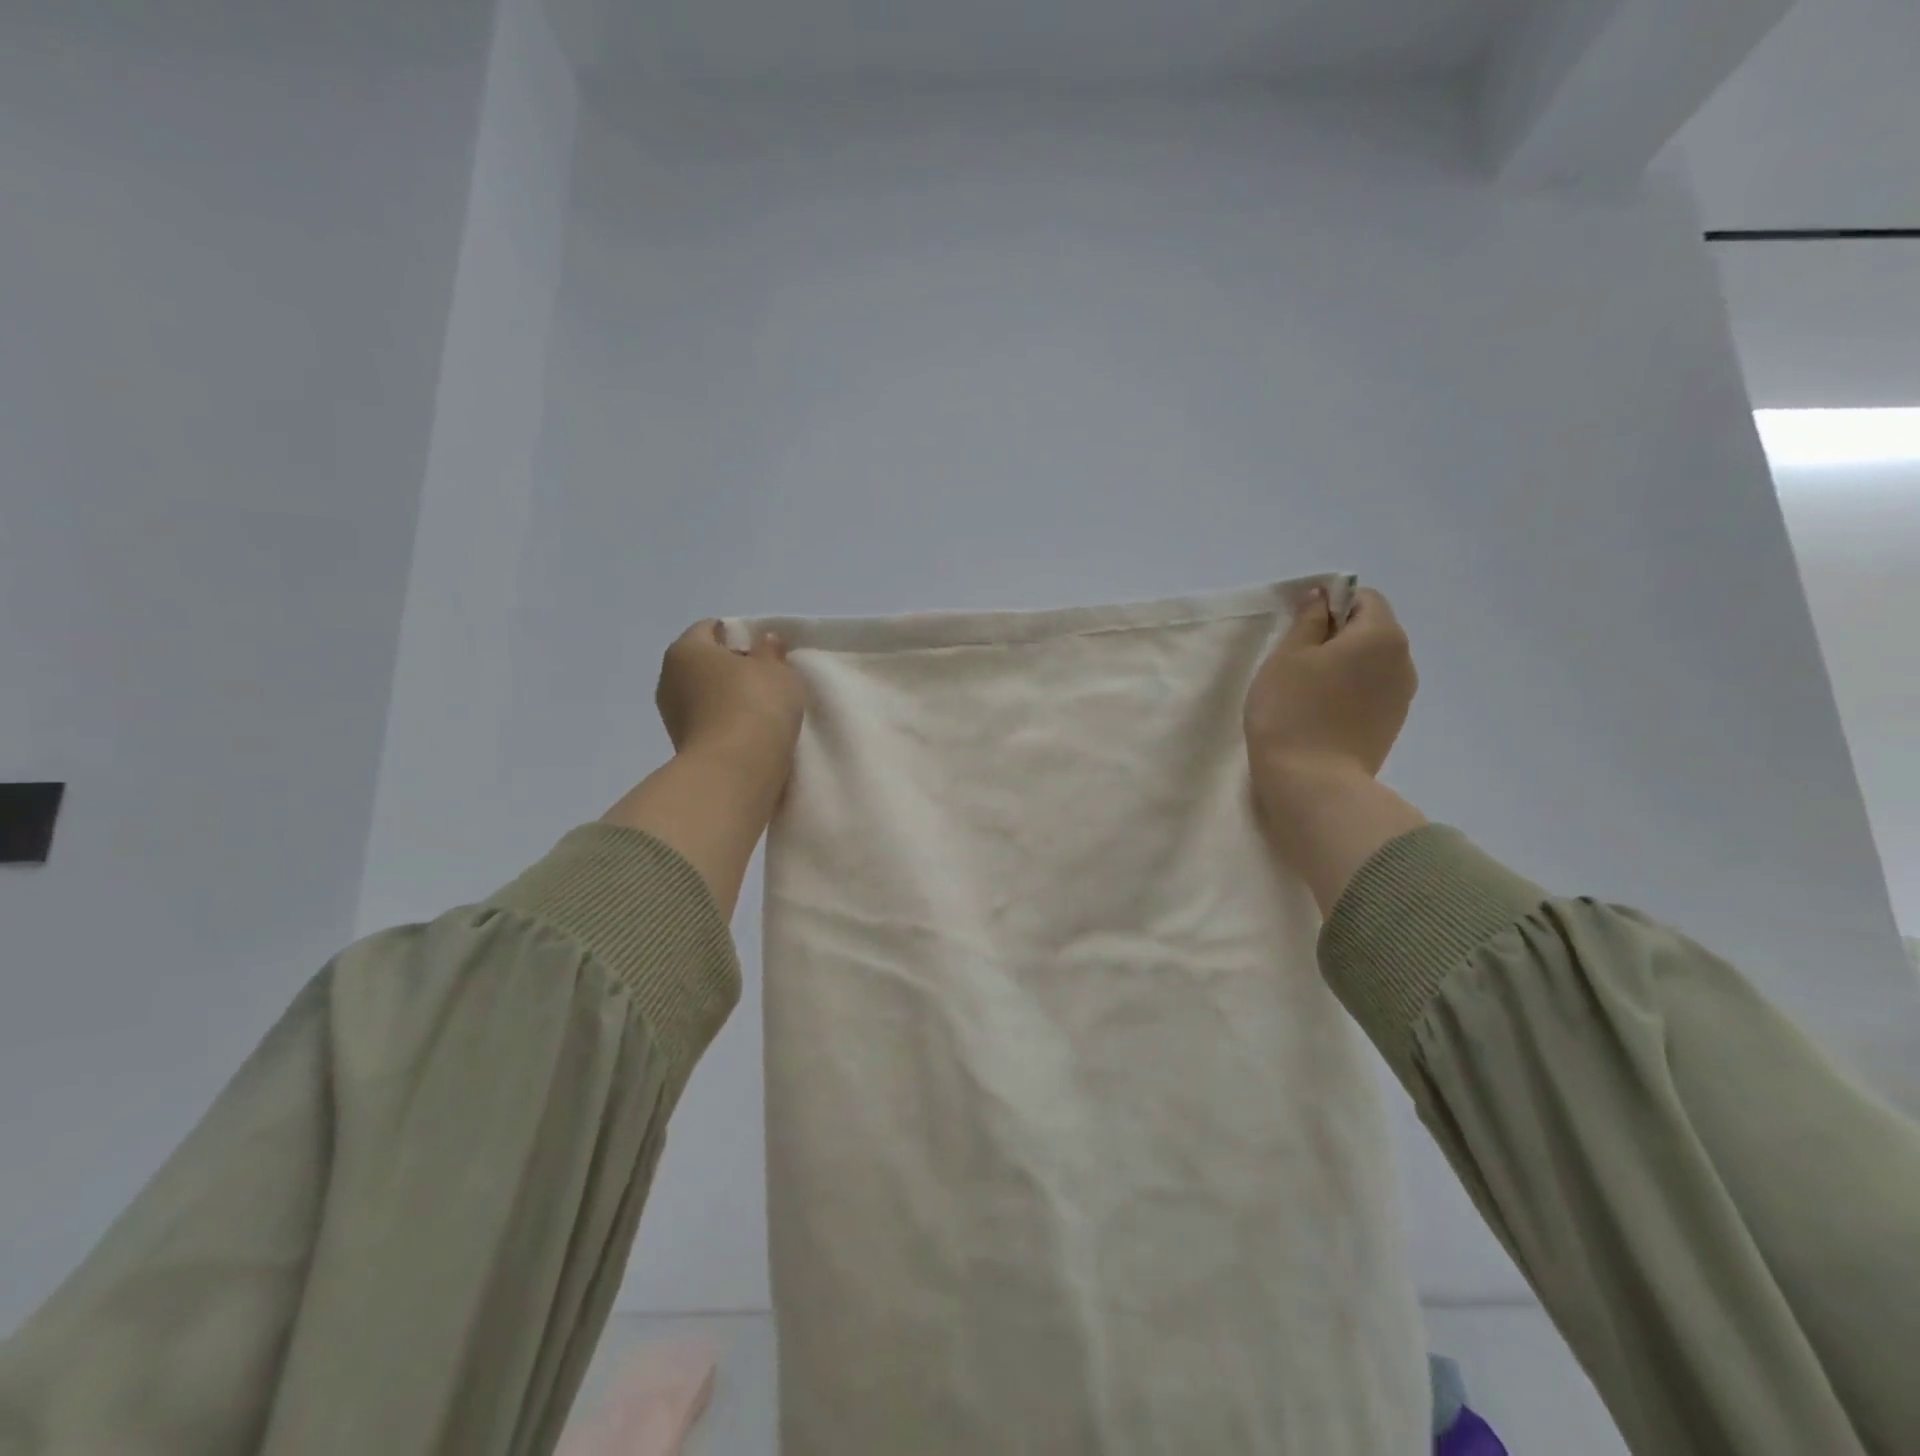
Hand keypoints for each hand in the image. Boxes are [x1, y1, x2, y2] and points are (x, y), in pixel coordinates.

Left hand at [656, 620, 805, 793]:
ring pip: (703, 693)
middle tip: (764, 678)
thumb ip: (771, 651)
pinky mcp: (680, 744)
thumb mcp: (777, 671)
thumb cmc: (756, 705)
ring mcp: (671, 714)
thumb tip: (765, 640)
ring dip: (726, 697)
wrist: (736, 769)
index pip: (710, 629)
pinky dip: (723, 720)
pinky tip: (749, 729)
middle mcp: (669, 677)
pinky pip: (706, 720)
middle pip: (703, 662)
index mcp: (687, 649)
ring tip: (760, 708)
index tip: (763, 650)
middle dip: (730, 666)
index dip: (737, 634)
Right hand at [1245, 587, 1416, 812]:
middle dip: (1336, 636)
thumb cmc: (1292, 711)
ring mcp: (1402, 696)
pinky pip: (1371, 691)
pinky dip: (1348, 691)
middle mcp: (1403, 660)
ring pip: (1370, 663)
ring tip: (1306, 690)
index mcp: (1382, 635)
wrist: (1312, 784)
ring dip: (1342, 666)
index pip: (1363, 598)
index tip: (1298, 628)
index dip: (1329, 604)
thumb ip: (1308, 620)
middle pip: (1371, 630)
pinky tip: (1320, 712)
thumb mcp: (1287, 656)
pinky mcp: (1391, 725)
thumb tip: (1321, 596)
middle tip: (1295, 660)